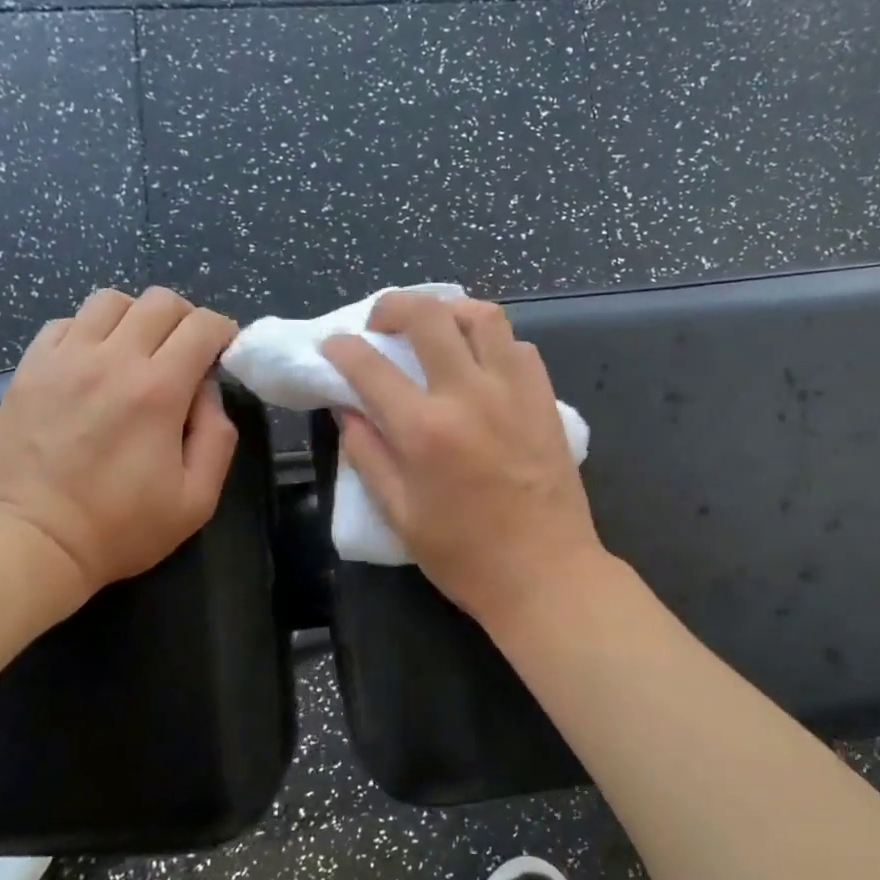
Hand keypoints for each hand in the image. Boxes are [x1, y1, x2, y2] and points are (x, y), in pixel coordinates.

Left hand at [0, 287, 239, 605]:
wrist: (33, 542)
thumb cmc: (123, 527)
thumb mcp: (198, 498)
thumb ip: (218, 437)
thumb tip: (208, 392)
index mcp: (158, 390)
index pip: (203, 326)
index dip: (224, 332)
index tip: (225, 354)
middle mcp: (112, 360)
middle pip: (160, 301)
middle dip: (186, 319)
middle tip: (188, 353)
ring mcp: (64, 360)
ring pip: (111, 300)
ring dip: (138, 318)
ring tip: (140, 352)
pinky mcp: (30, 369)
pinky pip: (67, 323)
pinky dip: (91, 331)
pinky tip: (96, 362)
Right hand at [322, 292, 606, 627]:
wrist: (546, 573)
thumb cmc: (466, 556)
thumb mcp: (400, 515)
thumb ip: (368, 455)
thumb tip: (346, 410)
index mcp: (424, 430)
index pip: (369, 365)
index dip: (341, 348)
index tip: (333, 346)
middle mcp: (469, 395)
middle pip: (428, 315)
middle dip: (393, 305)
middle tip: (381, 323)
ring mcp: (514, 391)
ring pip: (483, 315)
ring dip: (450, 311)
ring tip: (435, 329)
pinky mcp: (545, 400)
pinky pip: (519, 346)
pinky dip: (493, 341)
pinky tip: (481, 363)